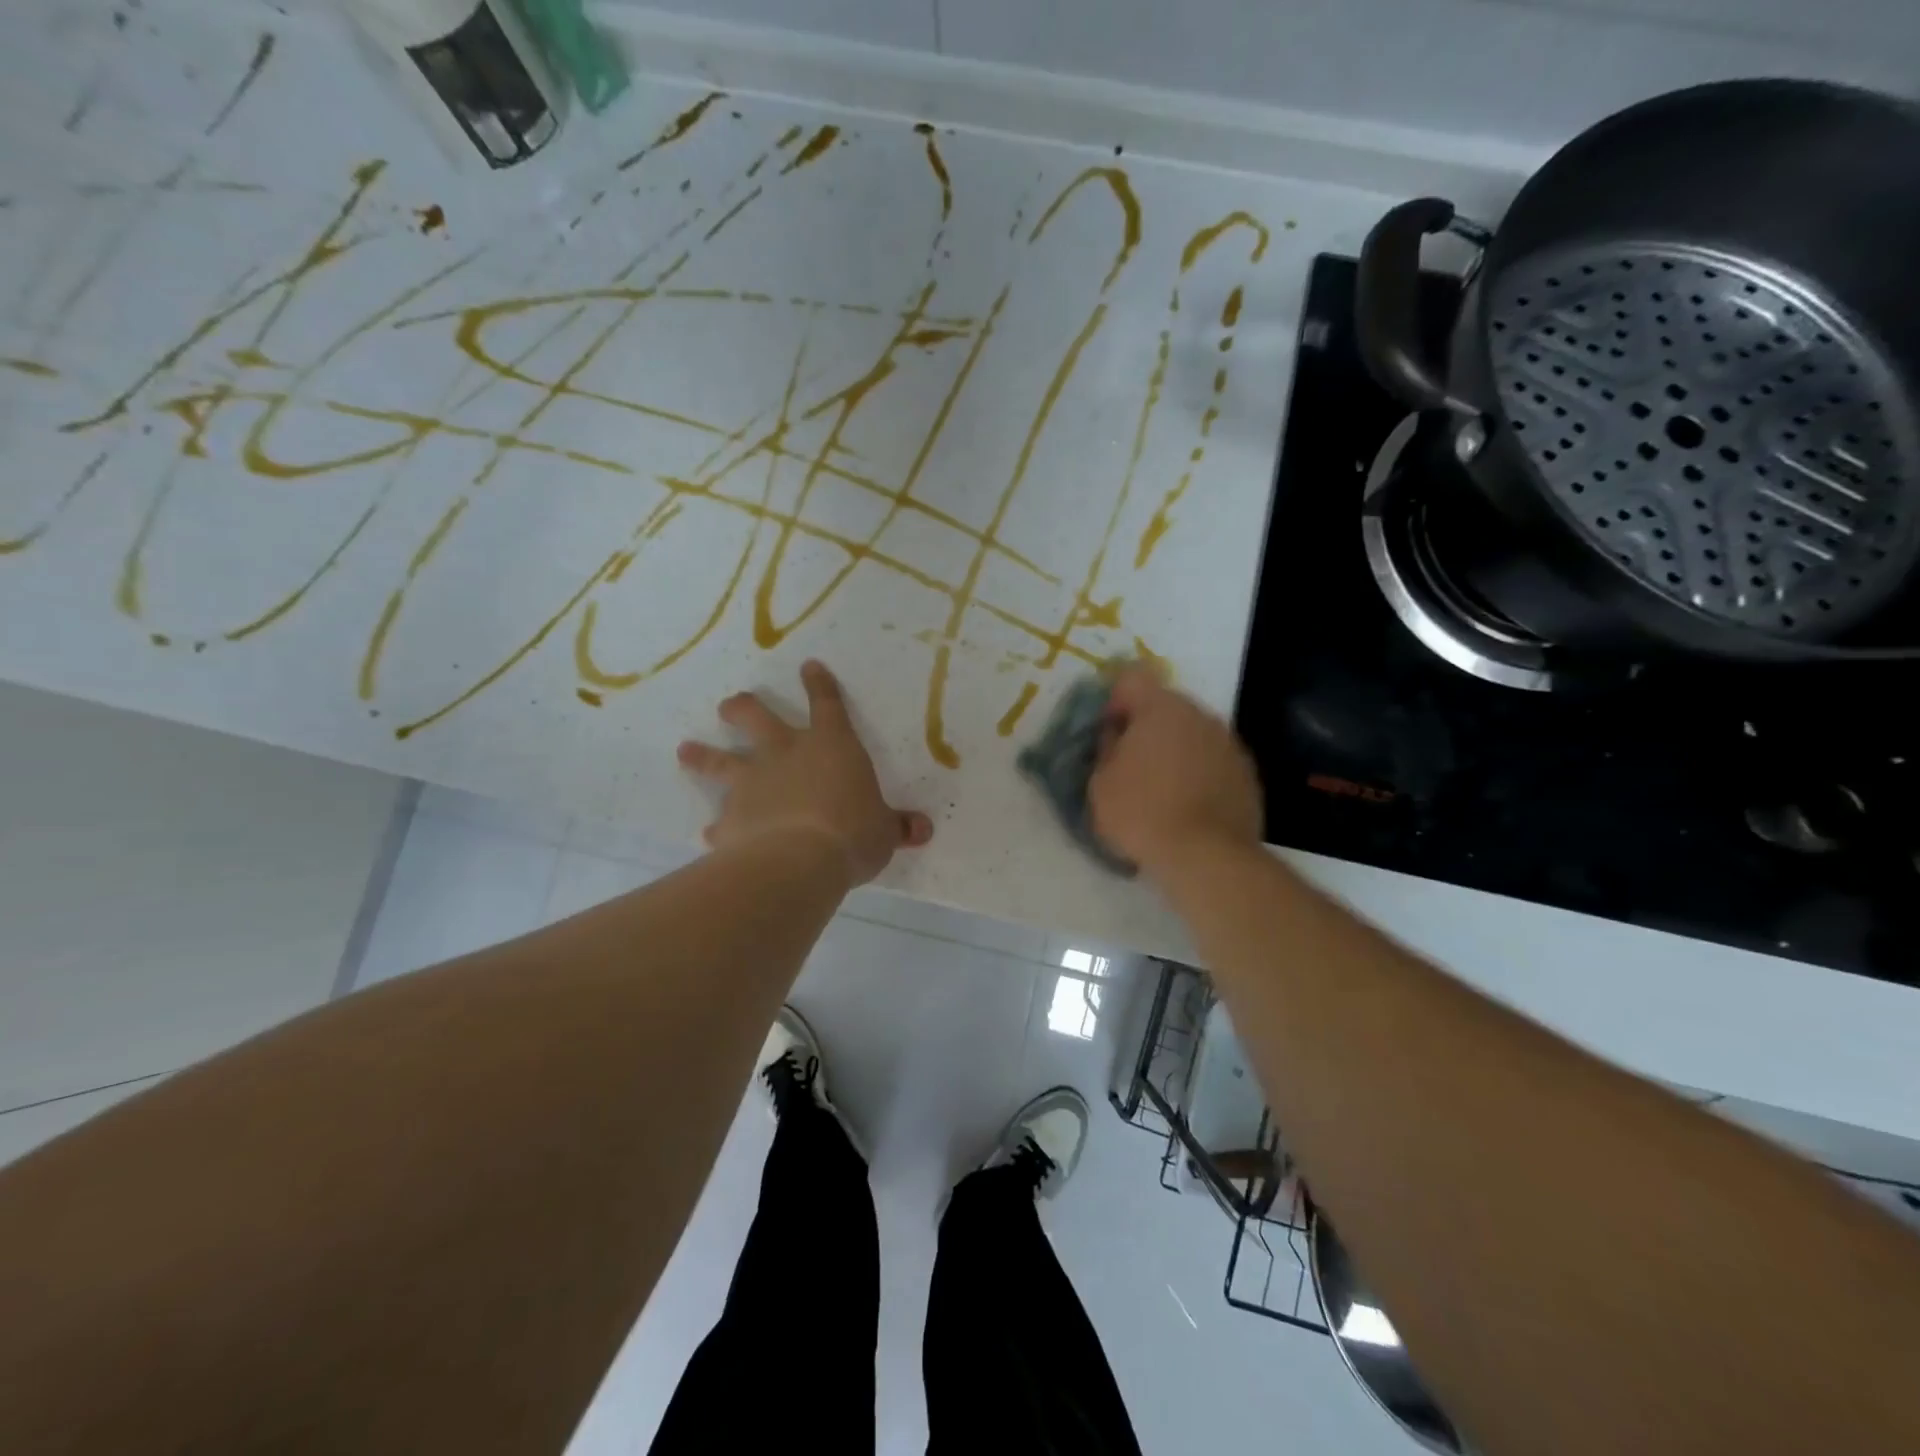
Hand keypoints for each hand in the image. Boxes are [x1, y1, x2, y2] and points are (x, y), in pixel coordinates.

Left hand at [677, 660, 932, 884]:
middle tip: (728, 706)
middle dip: (741, 708)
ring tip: (685, 751)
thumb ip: (897, 828)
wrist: (800, 860)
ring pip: (720, 761)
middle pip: (756, 718)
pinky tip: (710, 835)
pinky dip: (718, 828)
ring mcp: (753, 783)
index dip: (820, 684)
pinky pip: (720, 821)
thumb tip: (924, 830)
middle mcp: (785, 754)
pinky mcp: (732, 817)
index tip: (809, 667)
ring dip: (703, 755)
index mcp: (830, 746)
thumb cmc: (852, 833)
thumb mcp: (883, 832)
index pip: (827, 704)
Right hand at [1089, 666, 1262, 874]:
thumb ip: (1106, 748)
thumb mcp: (1100, 782)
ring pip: (1191, 733)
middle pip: (1165, 706)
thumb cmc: (1142, 813)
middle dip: (1146, 727)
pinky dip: (1198, 773)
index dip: (1114, 701)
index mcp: (1160, 707)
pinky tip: (1186, 805)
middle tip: (1129, 763)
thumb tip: (1116, 735)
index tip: (1107, 732)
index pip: (1131, 680)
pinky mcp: (1247, 773)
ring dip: (1174, 750)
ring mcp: (1228, 743)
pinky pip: (1212, 761)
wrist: (1207, 857)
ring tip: (1160, 789)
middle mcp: (1200, 714)